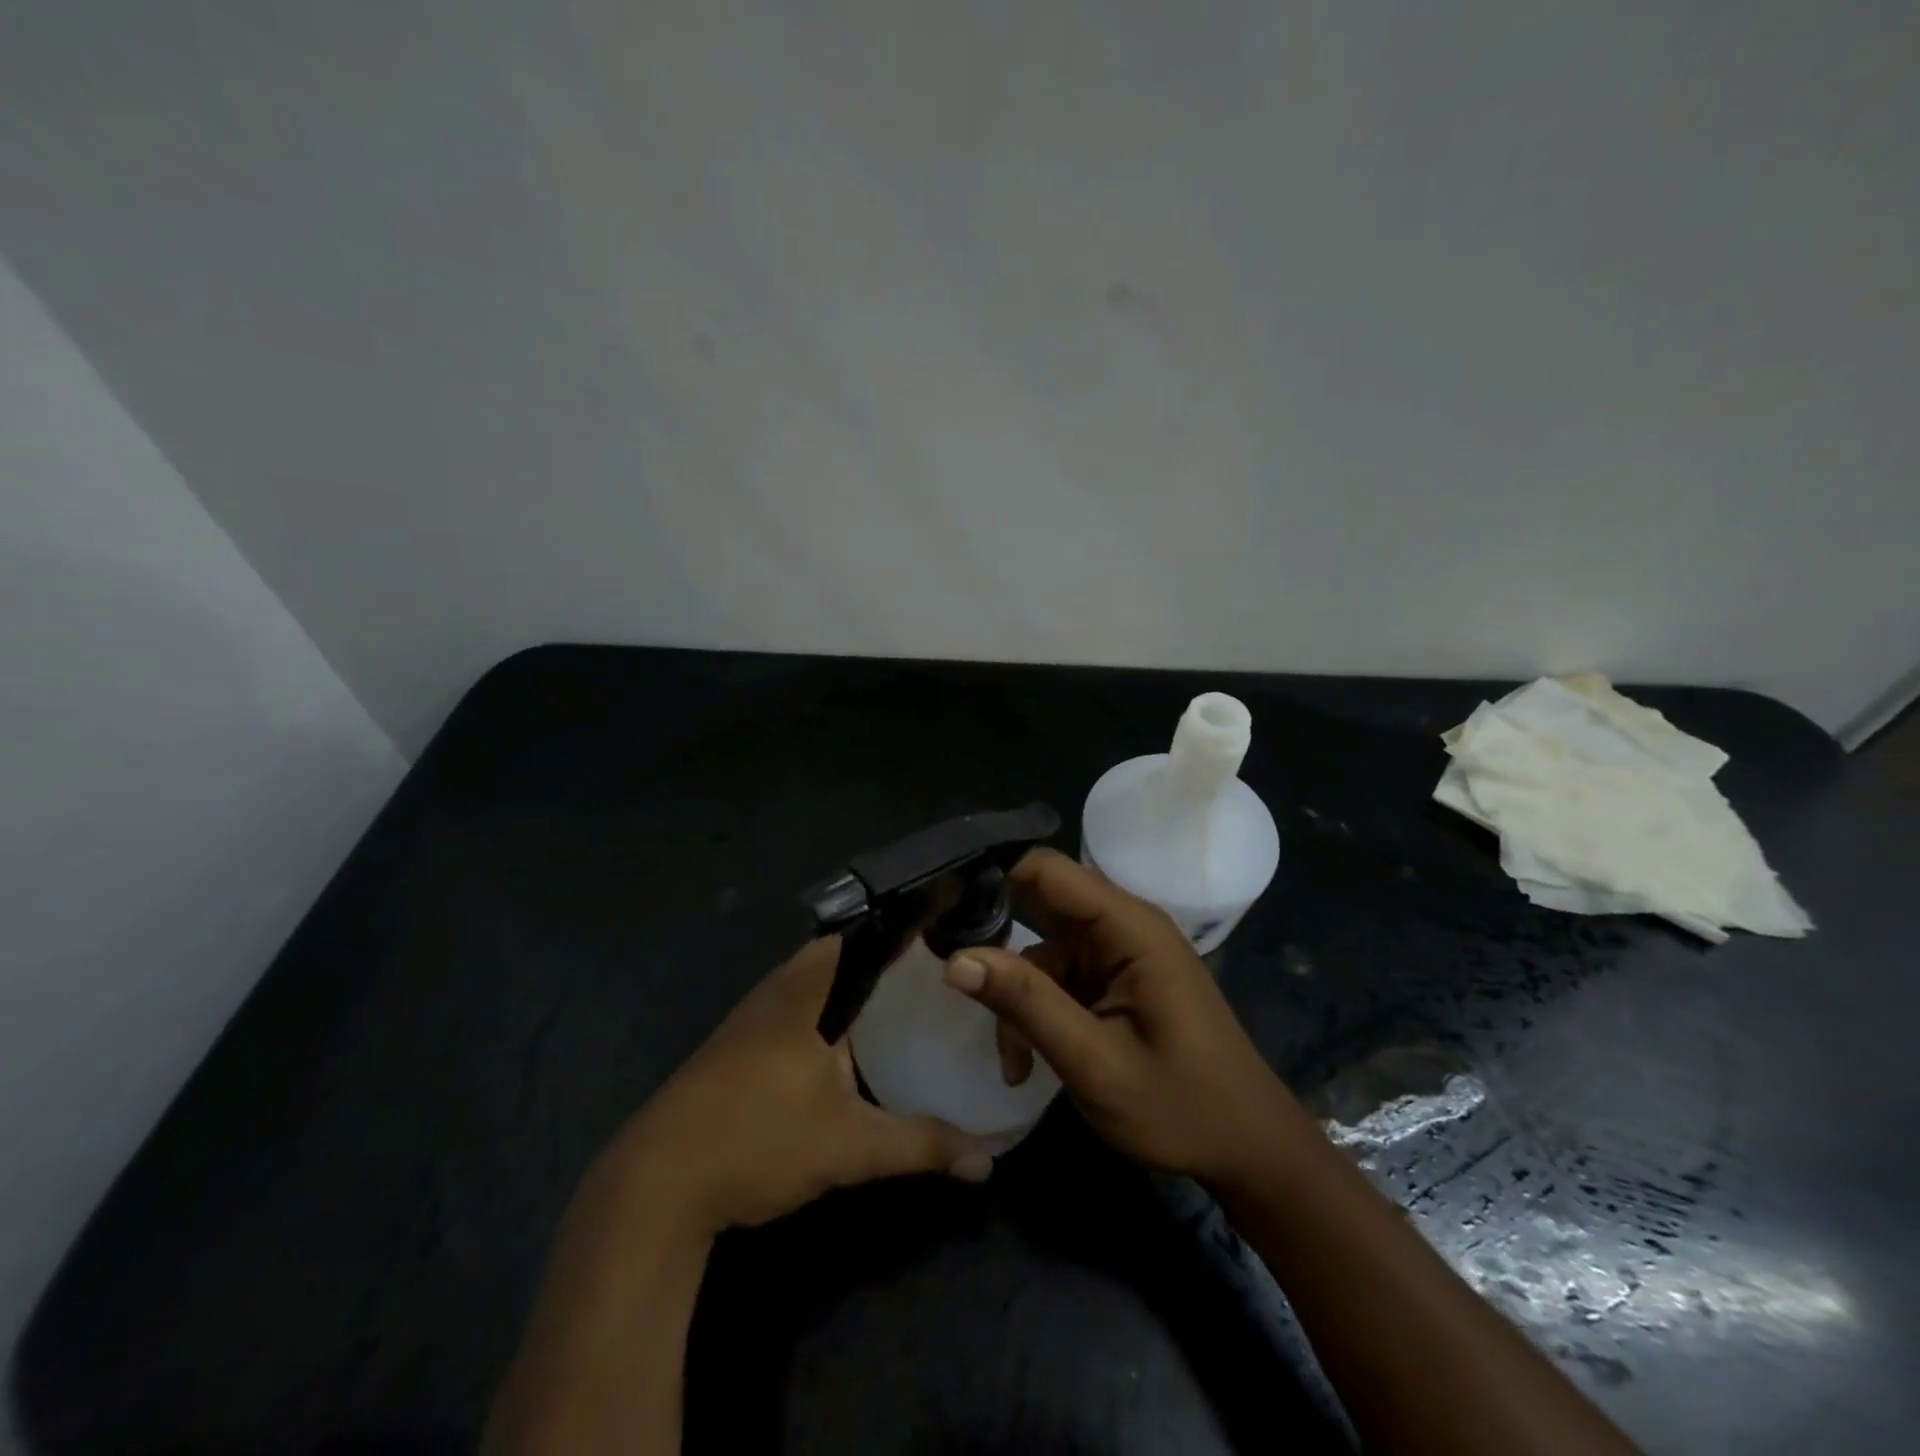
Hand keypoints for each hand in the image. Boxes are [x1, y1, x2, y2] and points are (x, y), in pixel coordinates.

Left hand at [608, 936, 993, 1234]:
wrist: (657, 1184)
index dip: (904, 928)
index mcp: (808, 991)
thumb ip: (921, 1145)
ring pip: (813, 980)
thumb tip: (987, 1162)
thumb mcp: (849, 1147)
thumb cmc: (759, 1142)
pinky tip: (846, 1042)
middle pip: (840, 953)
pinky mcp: (736, 1042)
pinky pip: (795, 1004)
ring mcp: (752, 1015)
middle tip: (933, 972)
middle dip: (884, 958)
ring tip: (902, 999)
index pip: (864, 935)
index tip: (944, 930)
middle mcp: (779, 989)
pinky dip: (826, 1008)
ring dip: (852, 984)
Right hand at [943, 847, 1306, 1186]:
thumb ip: (1026, 1004)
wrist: (1249, 1151)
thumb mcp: (1094, 1062)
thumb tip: (955, 960)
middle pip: (1039, 906)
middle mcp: (1123, 926)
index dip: (991, 880)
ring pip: (1041, 951)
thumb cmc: (1182, 1108)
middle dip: (993, 942)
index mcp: (1129, 927)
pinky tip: (1029, 1063)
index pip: (1046, 870)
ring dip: (1017, 998)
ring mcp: (1119, 953)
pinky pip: (1059, 978)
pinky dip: (1037, 1013)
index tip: (940, 911)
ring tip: (1013, 1061)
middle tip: (949, 974)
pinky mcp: (1115, 980)